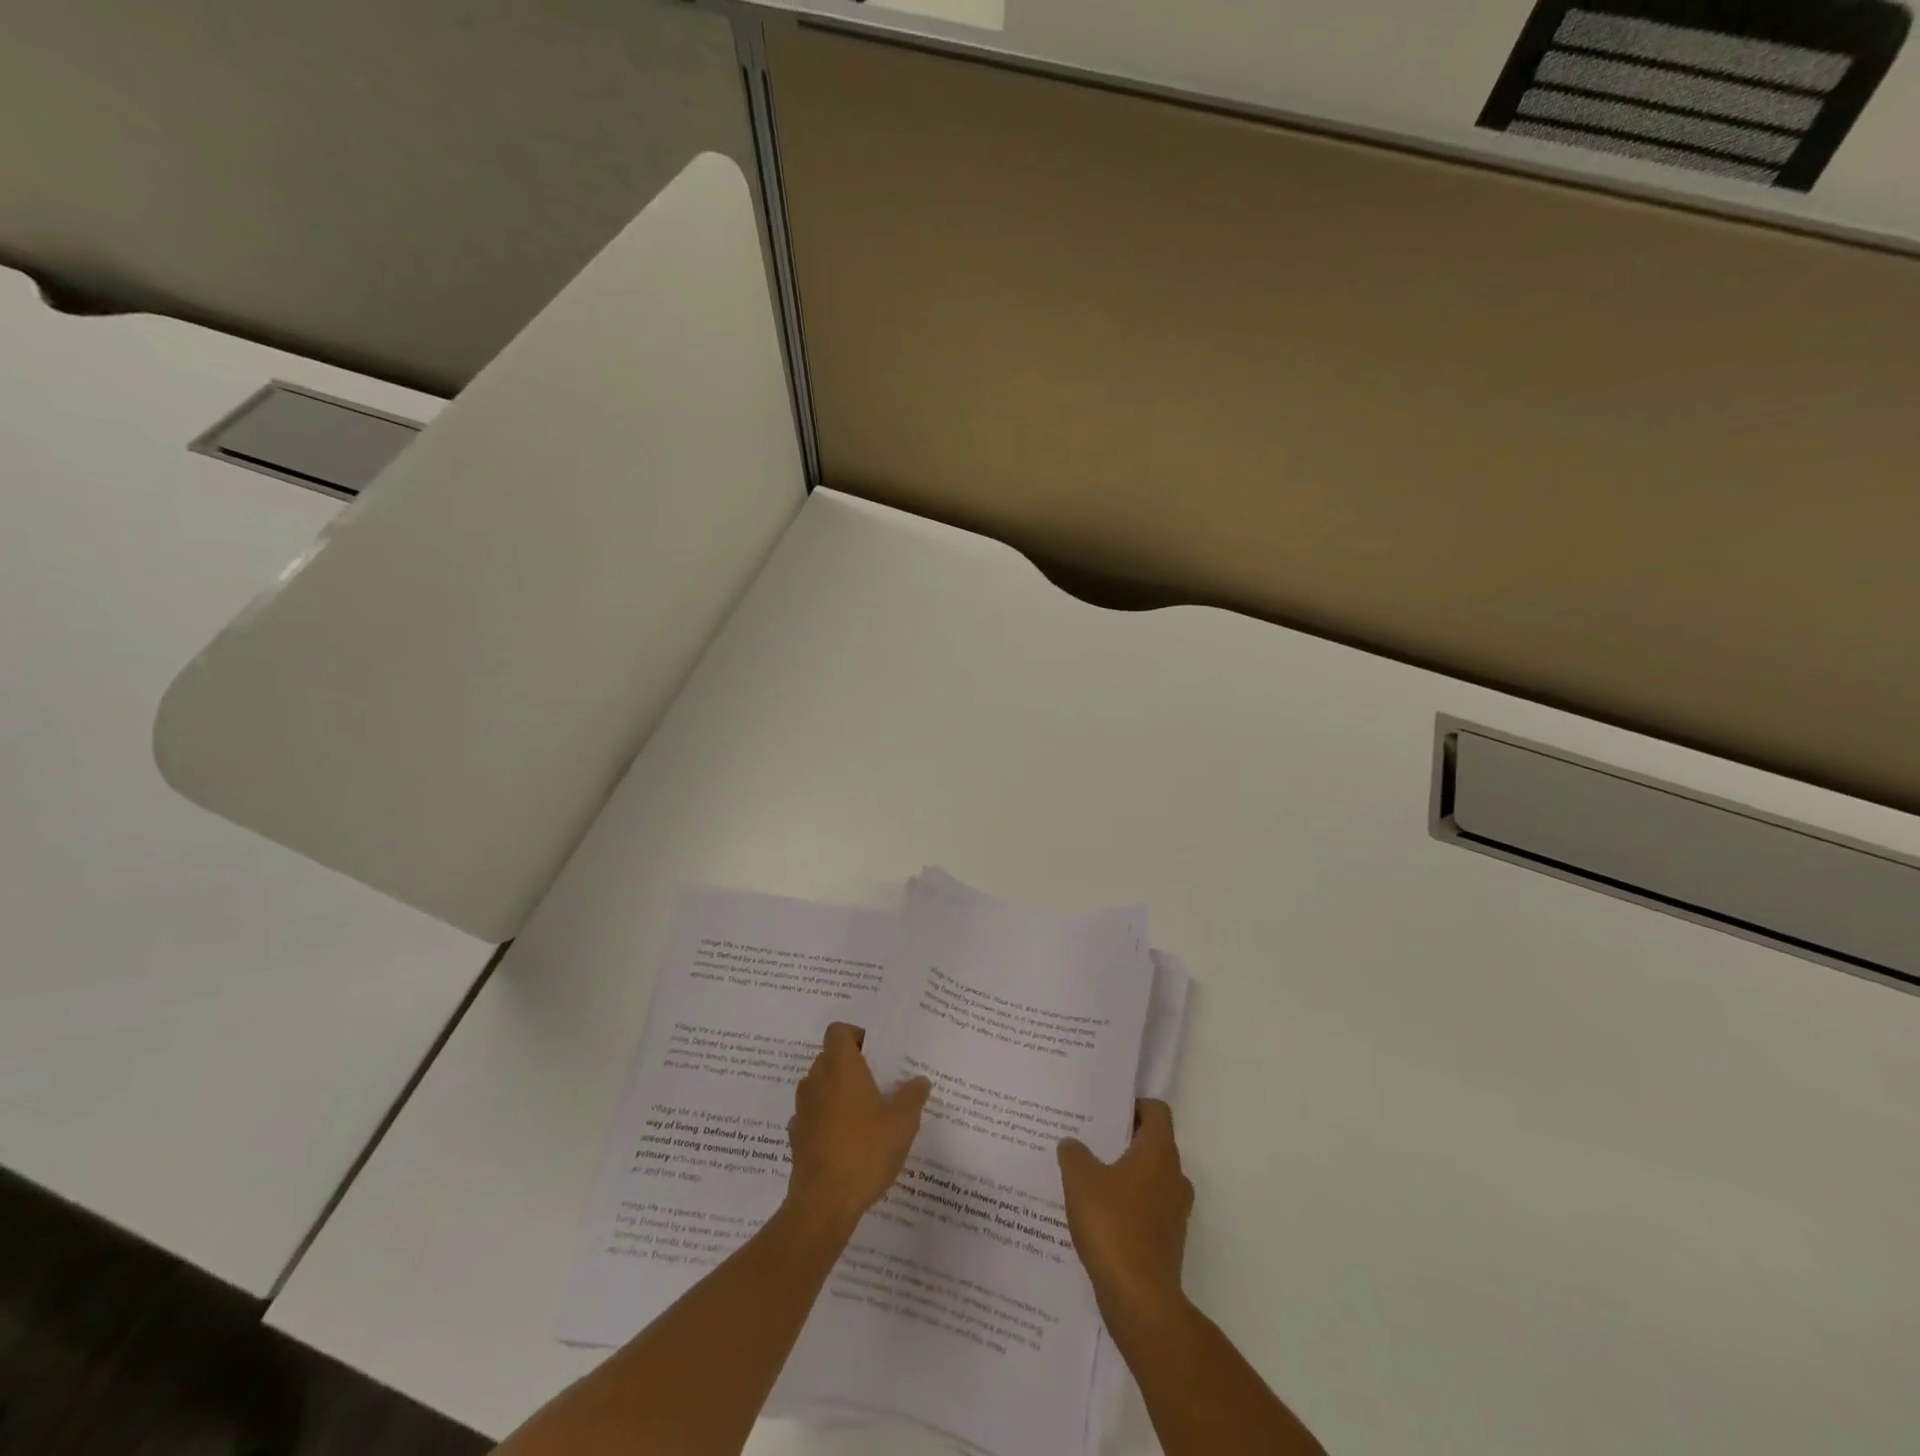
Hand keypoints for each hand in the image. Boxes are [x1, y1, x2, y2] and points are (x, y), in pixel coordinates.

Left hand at [786, 1023, 930, 1230]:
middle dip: (849, 1067)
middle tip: (876, 1085)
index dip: (855, 1036)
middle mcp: (816, 1081)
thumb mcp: (902, 1123)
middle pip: (828, 1058)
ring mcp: (802, 1110)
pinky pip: (812, 1116)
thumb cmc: (866, 1150)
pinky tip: (845, 1141)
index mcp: (841, 1067)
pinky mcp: (796, 1138)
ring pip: (819, 1087)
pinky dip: (825, 1120)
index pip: (838, 1031)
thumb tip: (919, 1080)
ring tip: (863, 1114)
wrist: (823, 1202)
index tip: (875, 1054)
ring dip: (836, 1093)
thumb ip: (912, 1096)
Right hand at [1057, 1099, 1193, 1325]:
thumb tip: (1072, 1144)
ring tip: (1089, 1178)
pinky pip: (1148, 1209)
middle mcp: (1174, 1176)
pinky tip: (1098, 1215)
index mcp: (1159, 1152)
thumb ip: (1074, 1153)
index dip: (1133, 1105)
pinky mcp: (1168, 1242)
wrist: (1139, 1299)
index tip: (1106, 1112)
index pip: (1156, 1111)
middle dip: (1124, 1140)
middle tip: (1090, 1140)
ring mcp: (1175, 1212)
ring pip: (1150, 1178)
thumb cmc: (1112, 1225)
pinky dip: (1128, 1206)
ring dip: (1125, 1175)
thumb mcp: (1080, 1179)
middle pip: (1153, 1144)